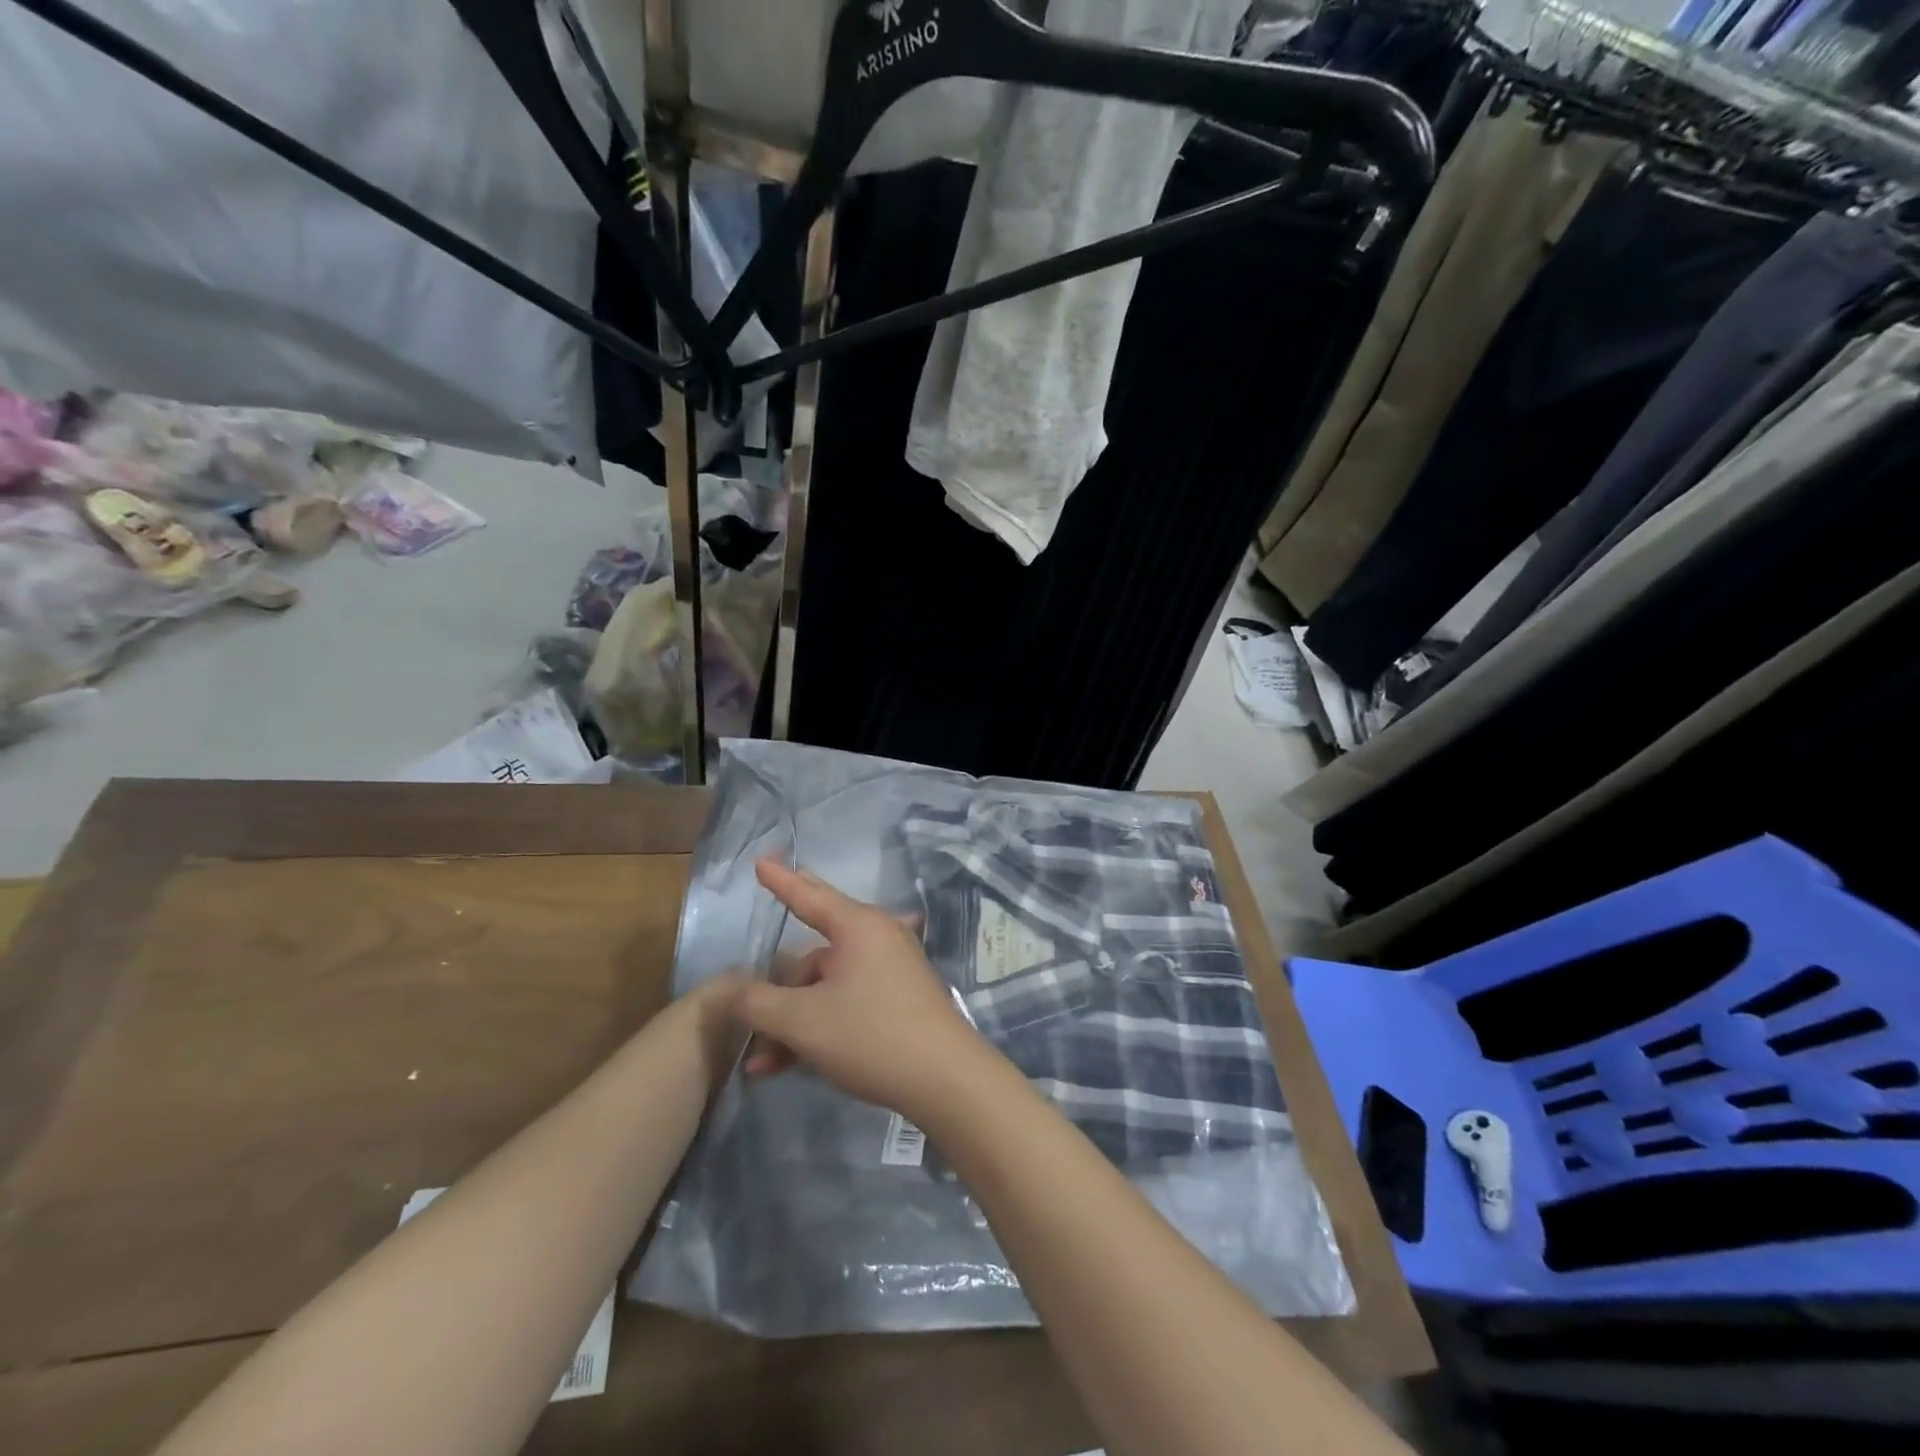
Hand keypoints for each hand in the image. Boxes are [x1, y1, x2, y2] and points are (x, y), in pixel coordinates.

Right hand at [734, 858, 993, 1121]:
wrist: (945, 1079)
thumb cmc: (871, 1035)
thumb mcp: (803, 1021)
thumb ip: (759, 1004)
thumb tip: (737, 992)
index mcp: (858, 927)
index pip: (809, 895)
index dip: (780, 881)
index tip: (761, 861)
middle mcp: (877, 939)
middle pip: (816, 946)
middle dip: (780, 972)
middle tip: (758, 965)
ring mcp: (892, 970)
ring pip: (827, 985)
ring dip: (792, 1018)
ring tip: (761, 1062)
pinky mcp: (899, 1001)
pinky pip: (846, 1002)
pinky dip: (818, 1026)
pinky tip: (788, 1065)